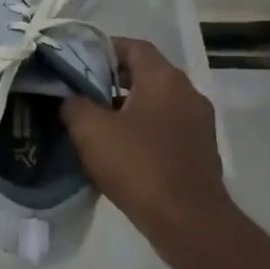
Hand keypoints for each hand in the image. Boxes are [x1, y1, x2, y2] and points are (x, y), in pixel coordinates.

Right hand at [62, 38, 229, 236]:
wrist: (188, 221)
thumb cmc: (138, 165)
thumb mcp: (90, 130)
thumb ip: (73, 104)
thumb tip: (70, 98)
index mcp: (164, 80)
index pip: (132, 46)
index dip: (102, 49)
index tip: (74, 61)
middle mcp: (187, 94)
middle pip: (144, 73)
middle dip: (110, 79)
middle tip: (77, 91)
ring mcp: (198, 123)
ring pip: (154, 102)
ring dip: (125, 107)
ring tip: (93, 121)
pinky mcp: (199, 150)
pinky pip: (164, 127)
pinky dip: (141, 129)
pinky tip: (117, 148)